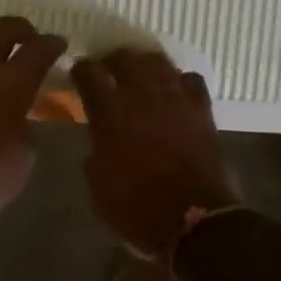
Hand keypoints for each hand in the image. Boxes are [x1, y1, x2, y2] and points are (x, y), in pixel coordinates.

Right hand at [73, 50, 240, 258]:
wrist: (196, 223)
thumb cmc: (138, 210)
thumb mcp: (99, 186)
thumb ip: (95, 150)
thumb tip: (100, 137)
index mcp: (110, 113)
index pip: (88, 73)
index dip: (80, 69)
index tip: (78, 73)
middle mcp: (141, 95)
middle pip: (124, 58)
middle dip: (112, 59)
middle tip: (108, 68)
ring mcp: (175, 99)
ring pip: (158, 62)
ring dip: (145, 63)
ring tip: (140, 72)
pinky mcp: (202, 110)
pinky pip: (191, 79)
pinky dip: (180, 81)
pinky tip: (175, 90)